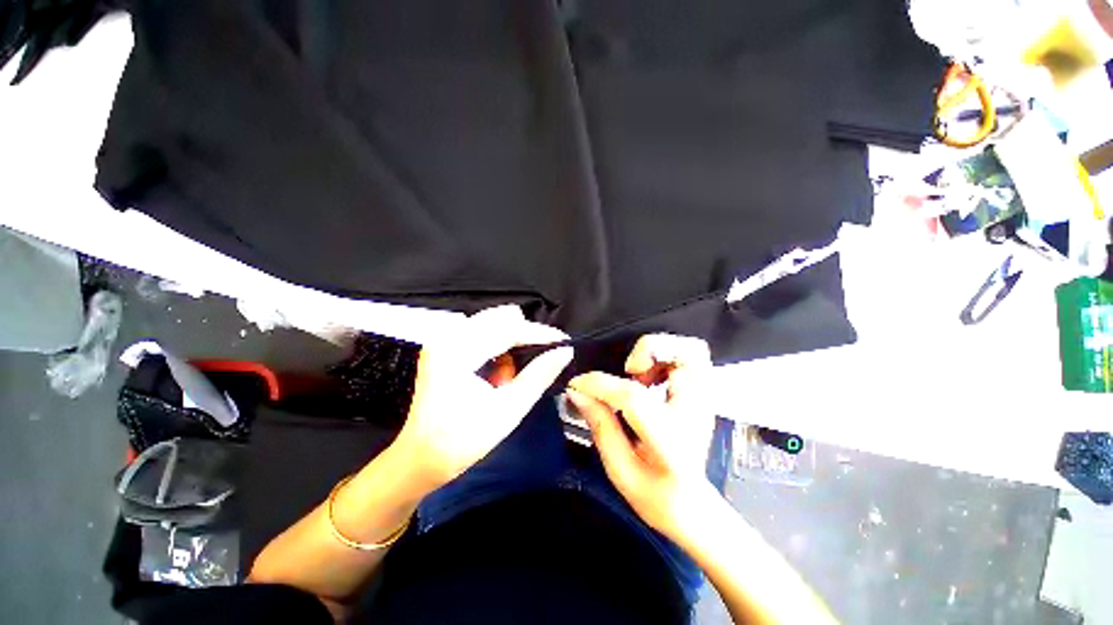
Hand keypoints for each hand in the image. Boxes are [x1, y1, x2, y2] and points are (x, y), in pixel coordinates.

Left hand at [394, 305, 572, 490]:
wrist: (418, 460)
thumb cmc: (461, 441)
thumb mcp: (508, 410)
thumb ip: (539, 376)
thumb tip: (564, 353)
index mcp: (458, 351)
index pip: (509, 328)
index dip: (540, 333)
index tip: (563, 342)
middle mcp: (448, 337)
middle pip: (500, 318)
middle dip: (526, 335)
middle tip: (541, 358)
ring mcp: (444, 340)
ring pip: (492, 323)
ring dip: (511, 342)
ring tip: (512, 375)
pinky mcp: (445, 347)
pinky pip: (482, 333)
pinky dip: (498, 348)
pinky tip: (498, 373)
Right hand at [567, 334, 715, 538]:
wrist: (692, 506)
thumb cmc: (656, 495)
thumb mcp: (619, 470)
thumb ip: (600, 426)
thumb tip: (578, 393)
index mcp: (671, 441)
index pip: (634, 398)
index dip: (600, 385)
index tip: (578, 385)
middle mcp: (696, 413)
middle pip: (687, 355)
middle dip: (650, 351)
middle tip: (629, 371)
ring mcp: (704, 401)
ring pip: (692, 350)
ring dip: (659, 352)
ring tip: (639, 374)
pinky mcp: (702, 395)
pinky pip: (690, 358)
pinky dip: (666, 357)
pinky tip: (649, 378)